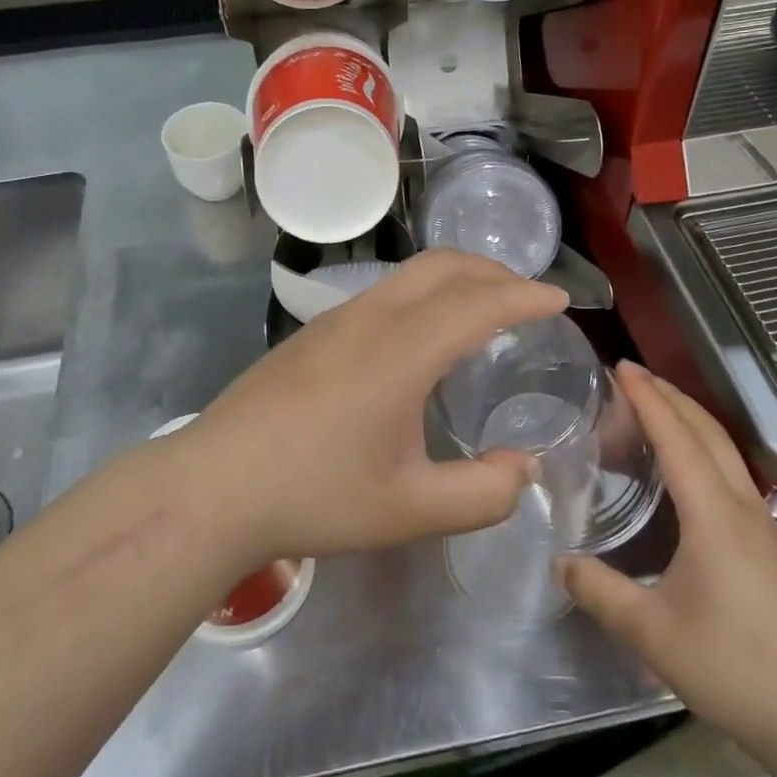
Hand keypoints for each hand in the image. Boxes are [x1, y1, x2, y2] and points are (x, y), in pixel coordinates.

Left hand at [183, 250, 567, 562]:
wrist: (216, 484)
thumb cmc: (315, 494)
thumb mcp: (409, 510)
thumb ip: (482, 494)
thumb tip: (523, 467)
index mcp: (402, 351)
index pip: (479, 303)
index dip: (526, 296)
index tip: (560, 300)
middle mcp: (372, 317)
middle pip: (443, 266)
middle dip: (493, 272)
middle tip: (527, 298)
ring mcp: (337, 318)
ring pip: (410, 274)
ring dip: (456, 278)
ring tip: (482, 311)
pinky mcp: (314, 331)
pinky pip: (385, 292)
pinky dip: (424, 294)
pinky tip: (423, 337)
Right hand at [560, 364, 776, 751]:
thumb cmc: (735, 666)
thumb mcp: (652, 633)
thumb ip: (600, 591)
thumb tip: (558, 562)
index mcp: (714, 513)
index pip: (677, 437)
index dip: (648, 398)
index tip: (619, 366)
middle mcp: (740, 505)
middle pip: (706, 429)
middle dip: (668, 394)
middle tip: (628, 374)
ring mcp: (759, 522)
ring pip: (722, 448)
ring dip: (687, 417)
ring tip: (650, 406)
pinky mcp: (765, 543)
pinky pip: (728, 470)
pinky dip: (699, 445)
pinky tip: (681, 466)